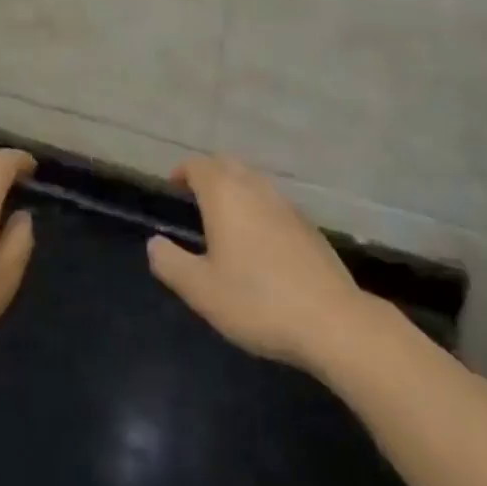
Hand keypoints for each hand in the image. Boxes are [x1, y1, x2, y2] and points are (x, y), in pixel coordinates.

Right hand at [147, 155, 363, 371]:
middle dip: (209, 173)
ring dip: (235, 188)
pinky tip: (258, 240)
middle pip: (228, 164)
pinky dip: (257, 206)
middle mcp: (256, 189)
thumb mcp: (201, 290)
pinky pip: (273, 202)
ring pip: (254, 181)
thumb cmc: (257, 301)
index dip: (183, 171)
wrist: (332, 321)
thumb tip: (154, 243)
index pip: (199, 166)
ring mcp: (286, 205)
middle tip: (195, 196)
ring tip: (224, 216)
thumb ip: (171, 263)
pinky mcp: (308, 226)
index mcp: (225, 196)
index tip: (173, 186)